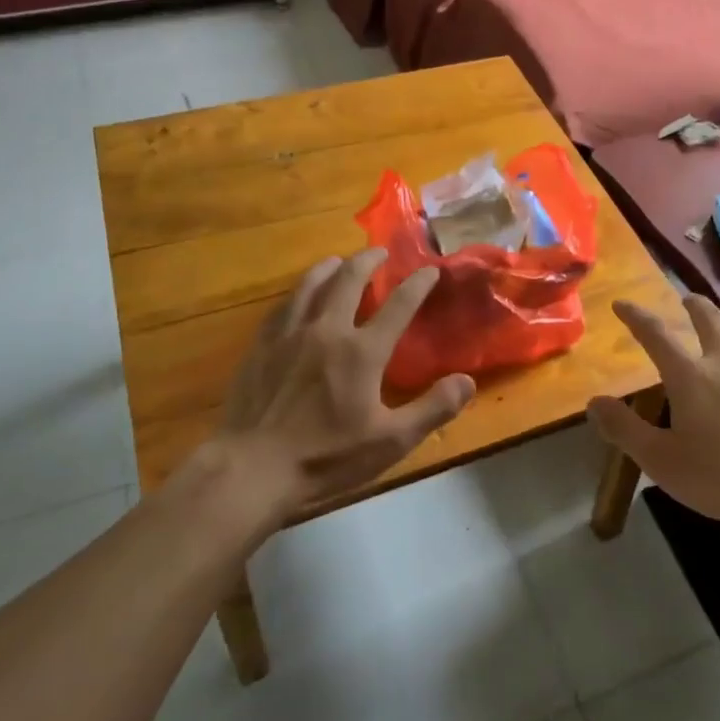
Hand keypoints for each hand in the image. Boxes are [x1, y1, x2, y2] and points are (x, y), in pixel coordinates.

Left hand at [186, 249, 475, 525]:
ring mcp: (289, 335)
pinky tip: (299, 296)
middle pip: (348, 280)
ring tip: (339, 261)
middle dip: (368, 261)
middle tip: (379, 252)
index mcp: (362, 352)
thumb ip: (432, 409)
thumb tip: (466, 381)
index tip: (430, 270)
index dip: (417, 284)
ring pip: (311, 285)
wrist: (252, 468)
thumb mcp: (390, 442)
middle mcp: (327, 330)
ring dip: (329, 268)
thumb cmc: (326, 457)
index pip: (398, 306)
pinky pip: (283, 307)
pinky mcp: (261, 346)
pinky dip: (298, 293)